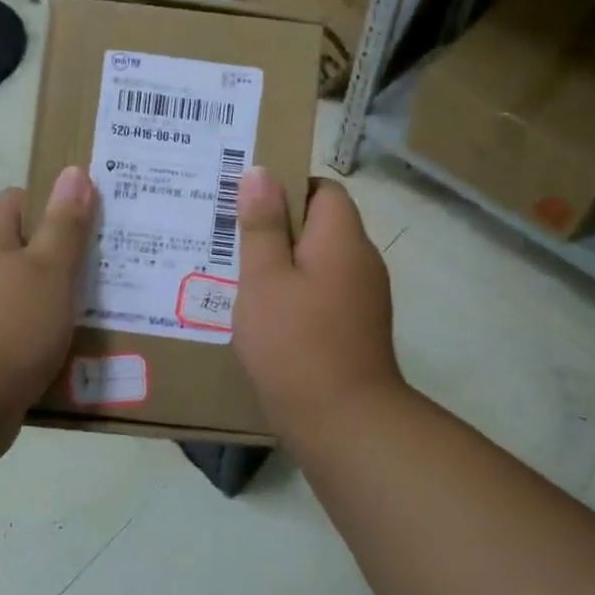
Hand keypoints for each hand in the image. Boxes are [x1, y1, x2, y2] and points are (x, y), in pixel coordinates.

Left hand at [0, 167, 96, 433]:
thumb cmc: (9, 327)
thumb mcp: (50, 270)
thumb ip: (65, 223)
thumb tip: (73, 172)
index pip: (17, 200)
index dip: (54, 206)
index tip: (89, 225)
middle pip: (17, 247)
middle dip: (57, 257)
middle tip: (101, 269)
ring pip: (14, 291)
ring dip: (47, 299)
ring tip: (91, 311)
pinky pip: (7, 328)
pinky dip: (32, 334)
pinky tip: (60, 349)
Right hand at [233, 169, 404, 438]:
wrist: (344, 423)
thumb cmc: (295, 342)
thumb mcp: (264, 278)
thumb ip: (262, 224)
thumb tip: (261, 171)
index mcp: (342, 238)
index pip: (323, 189)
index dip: (286, 188)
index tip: (247, 204)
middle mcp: (361, 260)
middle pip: (320, 225)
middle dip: (277, 228)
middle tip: (230, 239)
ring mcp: (364, 297)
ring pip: (319, 262)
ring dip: (284, 265)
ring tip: (238, 276)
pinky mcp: (357, 328)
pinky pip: (323, 293)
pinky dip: (296, 294)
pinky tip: (264, 315)